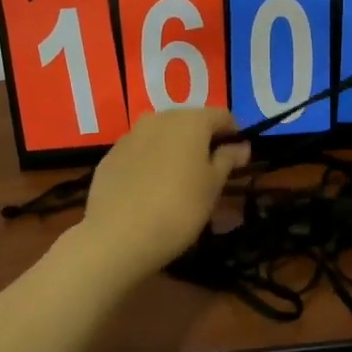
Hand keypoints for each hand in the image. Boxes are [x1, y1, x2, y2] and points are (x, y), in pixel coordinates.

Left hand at [79, 108, 249, 277]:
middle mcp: (160, 118)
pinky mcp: (110, 156)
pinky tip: (150, 191)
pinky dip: (150, 162)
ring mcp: (131, 135)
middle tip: (210, 171)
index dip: (234, 134)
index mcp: (191, 121)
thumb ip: (228, 159)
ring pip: (162, 135)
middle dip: (203, 141)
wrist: (117, 236)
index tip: (238, 158)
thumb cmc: (179, 208)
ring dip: (175, 150)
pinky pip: (140, 152)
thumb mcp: (213, 186)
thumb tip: (241, 145)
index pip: (222, 115)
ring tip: (179, 182)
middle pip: (190, 121)